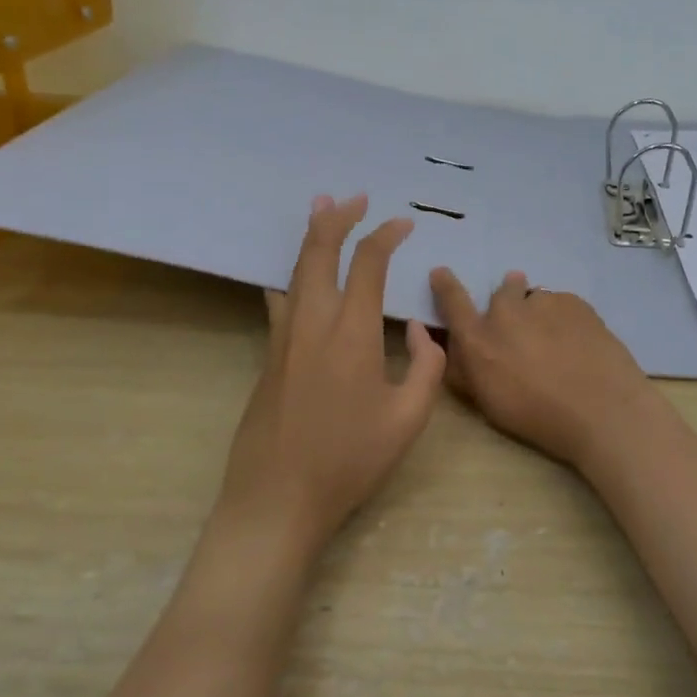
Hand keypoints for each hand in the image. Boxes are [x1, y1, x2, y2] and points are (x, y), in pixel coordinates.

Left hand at [218, 195, 445, 557]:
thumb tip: (422, 330)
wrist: (276, 500)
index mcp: (351, 332)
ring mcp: (284, 338)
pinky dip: (292, 275)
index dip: (386, 235)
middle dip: (337, 218)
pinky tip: (291, 278)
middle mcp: (313, 322)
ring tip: (319, 209)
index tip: (404, 223)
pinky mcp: (269, 357)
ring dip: (310, 237)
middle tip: (353, 197)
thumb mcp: (408, 419)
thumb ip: (427, 366)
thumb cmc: (348, 461)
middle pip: (319, 252)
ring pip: (294, 270)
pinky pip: (282, 299)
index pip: (368, 264)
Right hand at [428, 267, 664, 471]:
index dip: (446, 285)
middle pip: (503, 292)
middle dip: (508, 302)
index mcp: (479, 339)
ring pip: (535, 298)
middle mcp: (506, 312)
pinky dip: (564, 317)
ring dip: (538, 312)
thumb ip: (468, 370)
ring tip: (556, 341)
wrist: (601, 409)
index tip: (442, 272)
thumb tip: (458, 348)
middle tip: (524, 328)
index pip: (453, 302)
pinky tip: (578, 341)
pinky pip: (562, 303)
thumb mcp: (489, 403)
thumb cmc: (538, 417)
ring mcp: (543, 302)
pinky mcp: (574, 301)